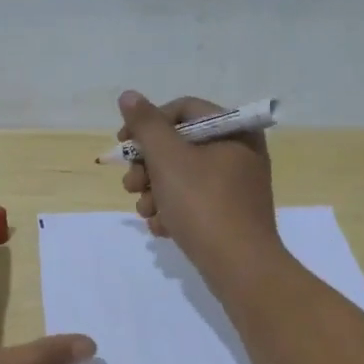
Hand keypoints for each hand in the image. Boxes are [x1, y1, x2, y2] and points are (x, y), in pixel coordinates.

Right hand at [115, 91, 280, 278]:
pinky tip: (163, 228)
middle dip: (149, 166)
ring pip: (182, 176)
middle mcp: (240, 152)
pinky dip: (173, 211)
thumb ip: (146, 125)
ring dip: (155, 192)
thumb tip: (129, 96)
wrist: (240, 268)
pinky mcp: (230, 214)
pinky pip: (194, 201)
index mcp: (234, 130)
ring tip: (147, 212)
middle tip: (131, 186)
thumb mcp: (168, 159)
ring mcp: (236, 186)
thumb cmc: (204, 205)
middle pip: (180, 145)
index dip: (148, 124)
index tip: (123, 146)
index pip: (183, 110)